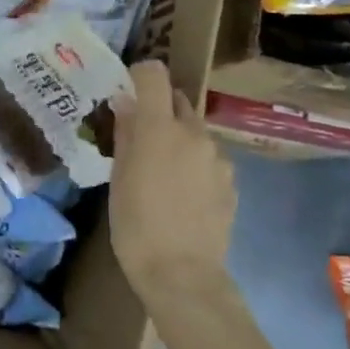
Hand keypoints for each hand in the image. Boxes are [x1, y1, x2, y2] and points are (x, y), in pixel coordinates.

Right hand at [108, 60, 236, 298]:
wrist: (182, 273)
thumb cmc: (135, 224)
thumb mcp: (118, 177)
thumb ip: (126, 134)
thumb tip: (126, 103)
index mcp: (160, 128)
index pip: (154, 76)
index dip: (140, 75)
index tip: (126, 89)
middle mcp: (194, 133)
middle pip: (177, 102)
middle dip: (158, 110)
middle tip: (138, 136)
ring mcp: (218, 158)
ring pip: (194, 132)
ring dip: (177, 139)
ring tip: (160, 172)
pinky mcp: (231, 181)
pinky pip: (207, 158)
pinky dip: (193, 163)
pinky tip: (181, 193)